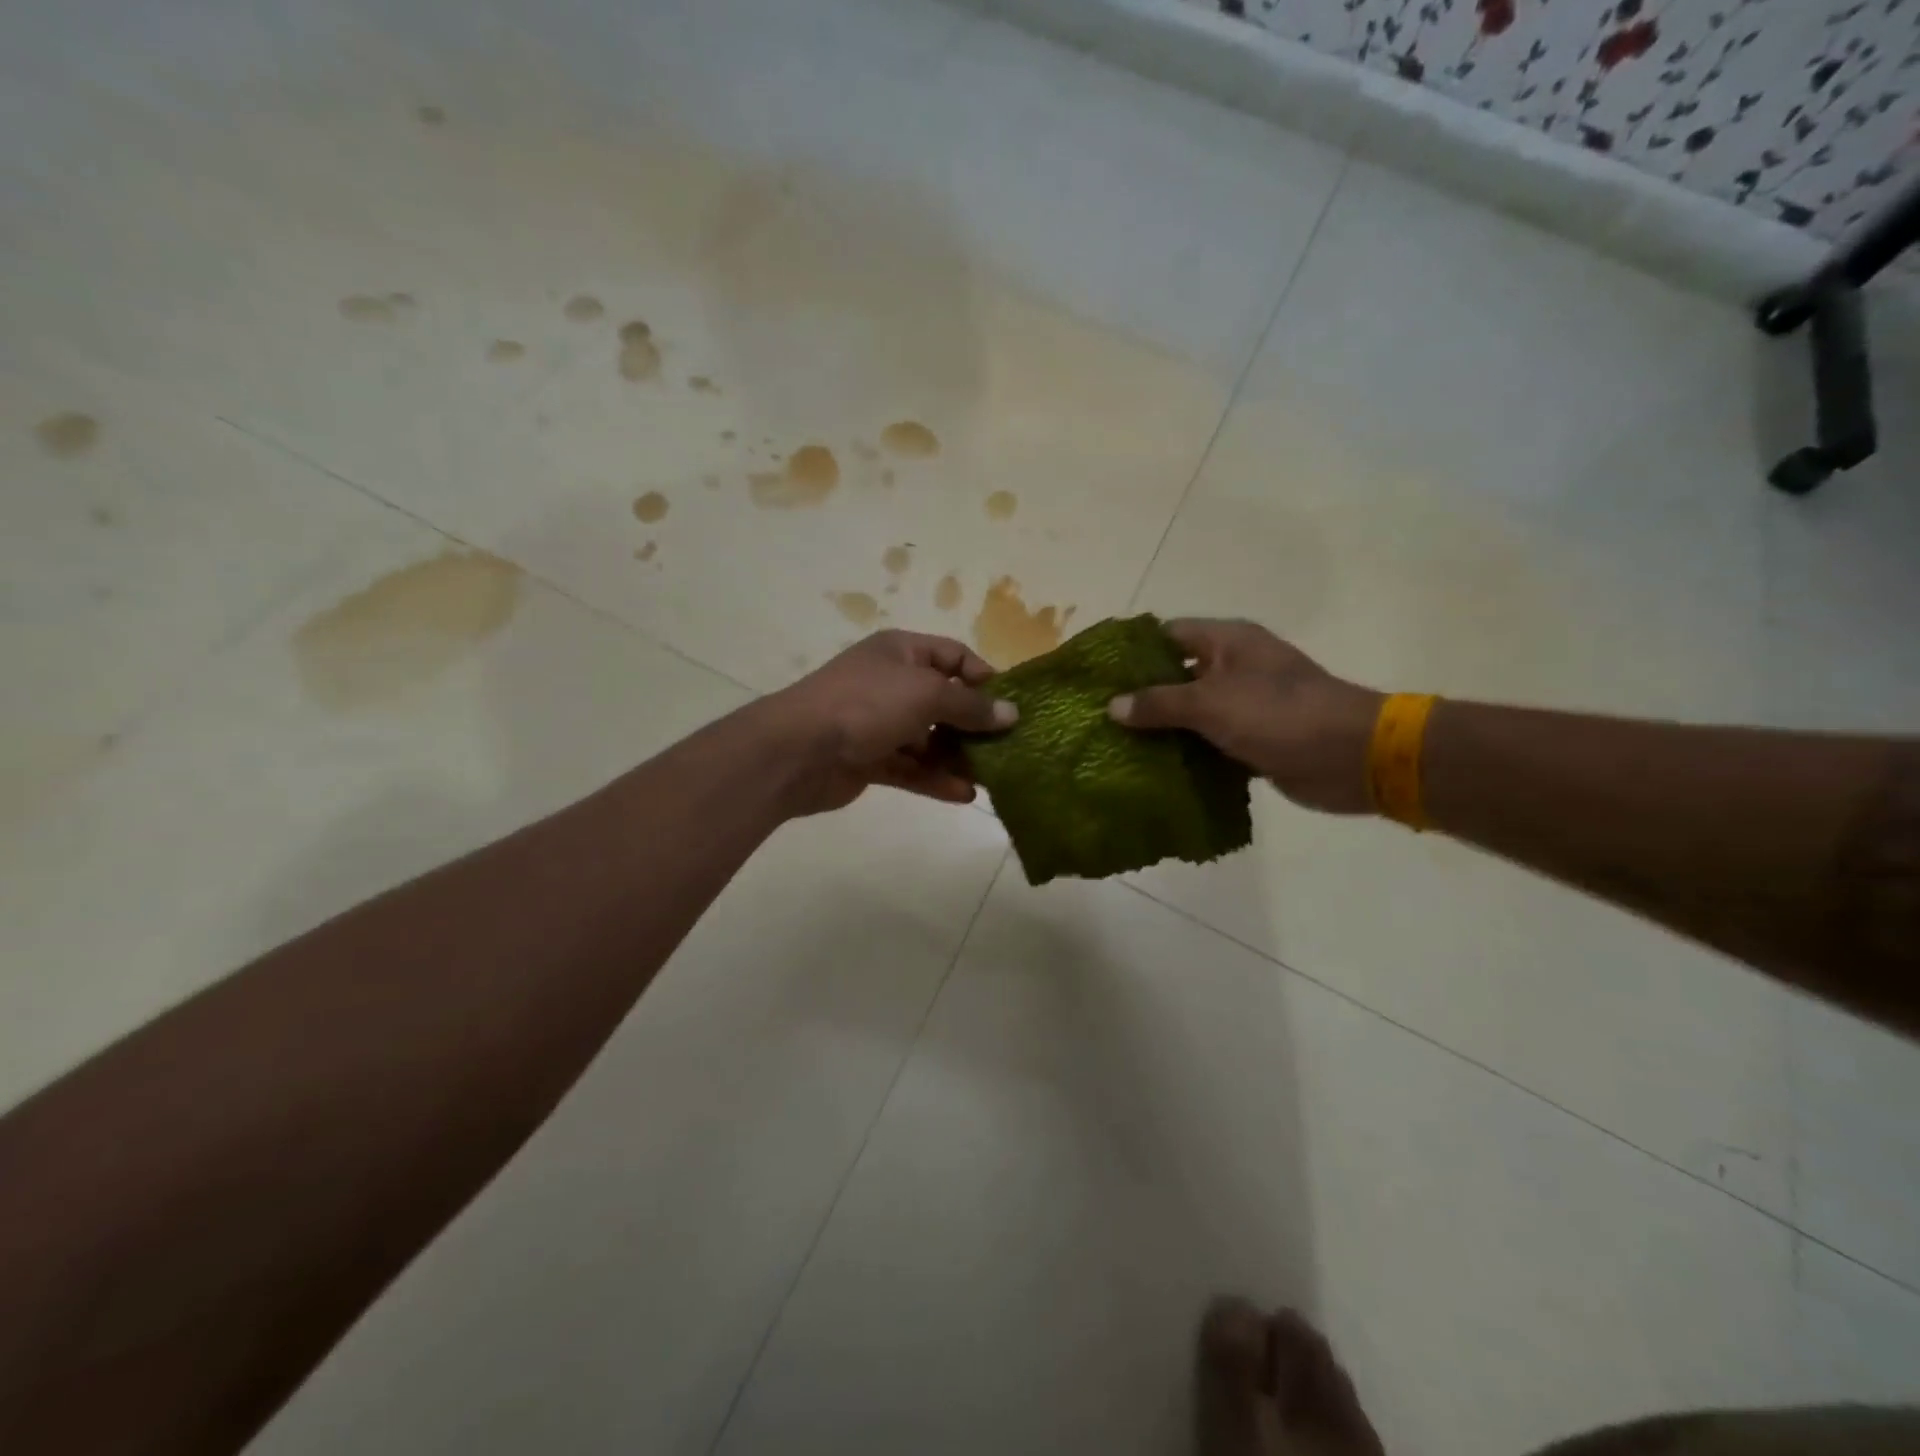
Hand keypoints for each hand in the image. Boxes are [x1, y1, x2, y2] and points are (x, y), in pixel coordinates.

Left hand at [758, 630, 1017, 814]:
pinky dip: (934, 779)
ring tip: (992, 777)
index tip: (1009, 706)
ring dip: (957, 757)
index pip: (954, 656)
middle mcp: (891, 683)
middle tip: (1007, 748)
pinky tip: (964, 794)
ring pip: (928, 739)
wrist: (798, 749)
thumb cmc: (867, 705)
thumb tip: (1011, 713)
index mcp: (902, 652)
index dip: (983, 677)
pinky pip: (911, 768)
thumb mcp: (926, 694)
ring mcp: (879, 723)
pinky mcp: (870, 759)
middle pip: (943, 701)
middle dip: (973, 725)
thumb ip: (970, 706)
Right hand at [1108, 620, 1381, 814]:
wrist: (1351, 757)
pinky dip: (1186, 753)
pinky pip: (1208, 742)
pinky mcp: (1252, 739)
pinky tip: (1152, 769)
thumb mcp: (1211, 704)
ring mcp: (1244, 704)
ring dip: (1162, 729)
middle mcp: (1234, 667)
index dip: (1132, 652)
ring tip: (1114, 745)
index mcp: (1227, 642)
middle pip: (1176, 675)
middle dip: (1141, 695)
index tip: (1097, 675)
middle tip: (1097, 716)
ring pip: (1191, 713)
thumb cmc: (1279, 715)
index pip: (1167, 635)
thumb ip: (1160, 703)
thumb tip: (1113, 706)